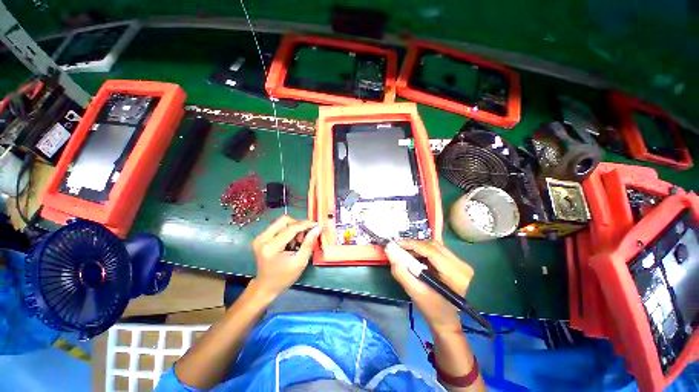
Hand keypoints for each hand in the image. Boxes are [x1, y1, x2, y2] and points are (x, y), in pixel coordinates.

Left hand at [251, 215, 321, 296]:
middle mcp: (262, 239)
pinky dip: (288, 231)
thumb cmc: (284, 277)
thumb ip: (309, 243)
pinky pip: (278, 227)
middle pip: (285, 220)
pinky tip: (292, 242)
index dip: (305, 224)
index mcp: (271, 247)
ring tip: (299, 241)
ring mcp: (260, 237)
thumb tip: (317, 228)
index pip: (290, 228)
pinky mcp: (261, 237)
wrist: (266, 286)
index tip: (317, 224)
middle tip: (306, 235)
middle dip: (299, 225)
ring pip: (282, 222)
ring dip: (294, 228)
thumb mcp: (300, 262)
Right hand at [386, 240, 473, 330]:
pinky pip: (437, 250)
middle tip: (398, 247)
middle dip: (414, 244)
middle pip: (434, 245)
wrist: (447, 320)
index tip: (396, 244)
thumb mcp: (414, 292)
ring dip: (418, 247)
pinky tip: (415, 255)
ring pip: (435, 246)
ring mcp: (461, 263)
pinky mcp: (457, 263)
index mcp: (455, 275)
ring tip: (405, 251)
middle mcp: (462, 265)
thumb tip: (390, 251)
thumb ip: (401, 272)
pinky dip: (424, 250)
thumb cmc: (432, 309)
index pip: (432, 251)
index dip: (412, 244)